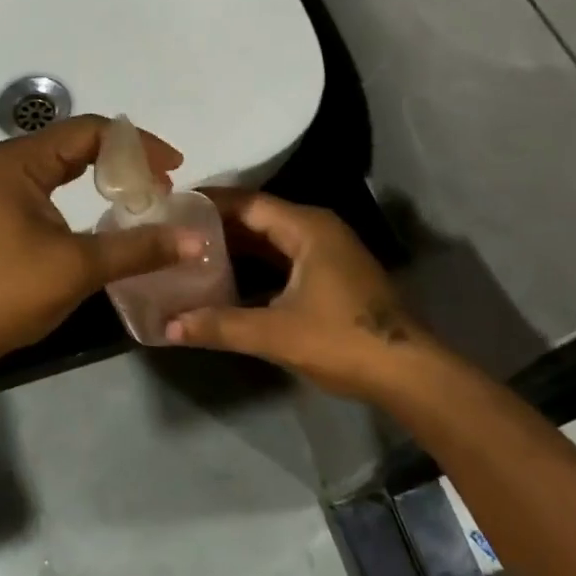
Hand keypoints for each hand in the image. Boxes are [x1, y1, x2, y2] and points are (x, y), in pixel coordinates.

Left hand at [0, 115, 199, 368]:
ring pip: (67, 163)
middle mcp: (12, 163)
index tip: (175, 169)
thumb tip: (197, 241)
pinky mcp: (6, 211)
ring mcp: (6, 187)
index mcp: (22, 161)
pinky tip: (108, 211)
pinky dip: (87, 191)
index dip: (137, 145)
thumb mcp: (78, 267)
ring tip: (145, 195)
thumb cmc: (6, 291)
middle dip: (125, 158)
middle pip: (79, 141)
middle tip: (164, 183)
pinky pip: (56, 185)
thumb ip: (138, 248)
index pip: (91, 131)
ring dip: (107, 175)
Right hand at [166, 190, 432, 399]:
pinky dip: (254, 264)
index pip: (247, 203)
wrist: (408, 373)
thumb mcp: (276, 333)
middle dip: (217, 226)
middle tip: (174, 231)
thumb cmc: (342, 340)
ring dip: (235, 246)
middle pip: (258, 217)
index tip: (172, 206)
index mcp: (307, 227)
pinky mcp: (331, 274)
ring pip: (271, 239)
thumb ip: (220, 325)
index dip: (209, 203)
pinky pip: (283, 257)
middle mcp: (317, 229)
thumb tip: (167, 326)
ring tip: (190, 253)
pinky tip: (226, 279)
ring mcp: (328, 252)